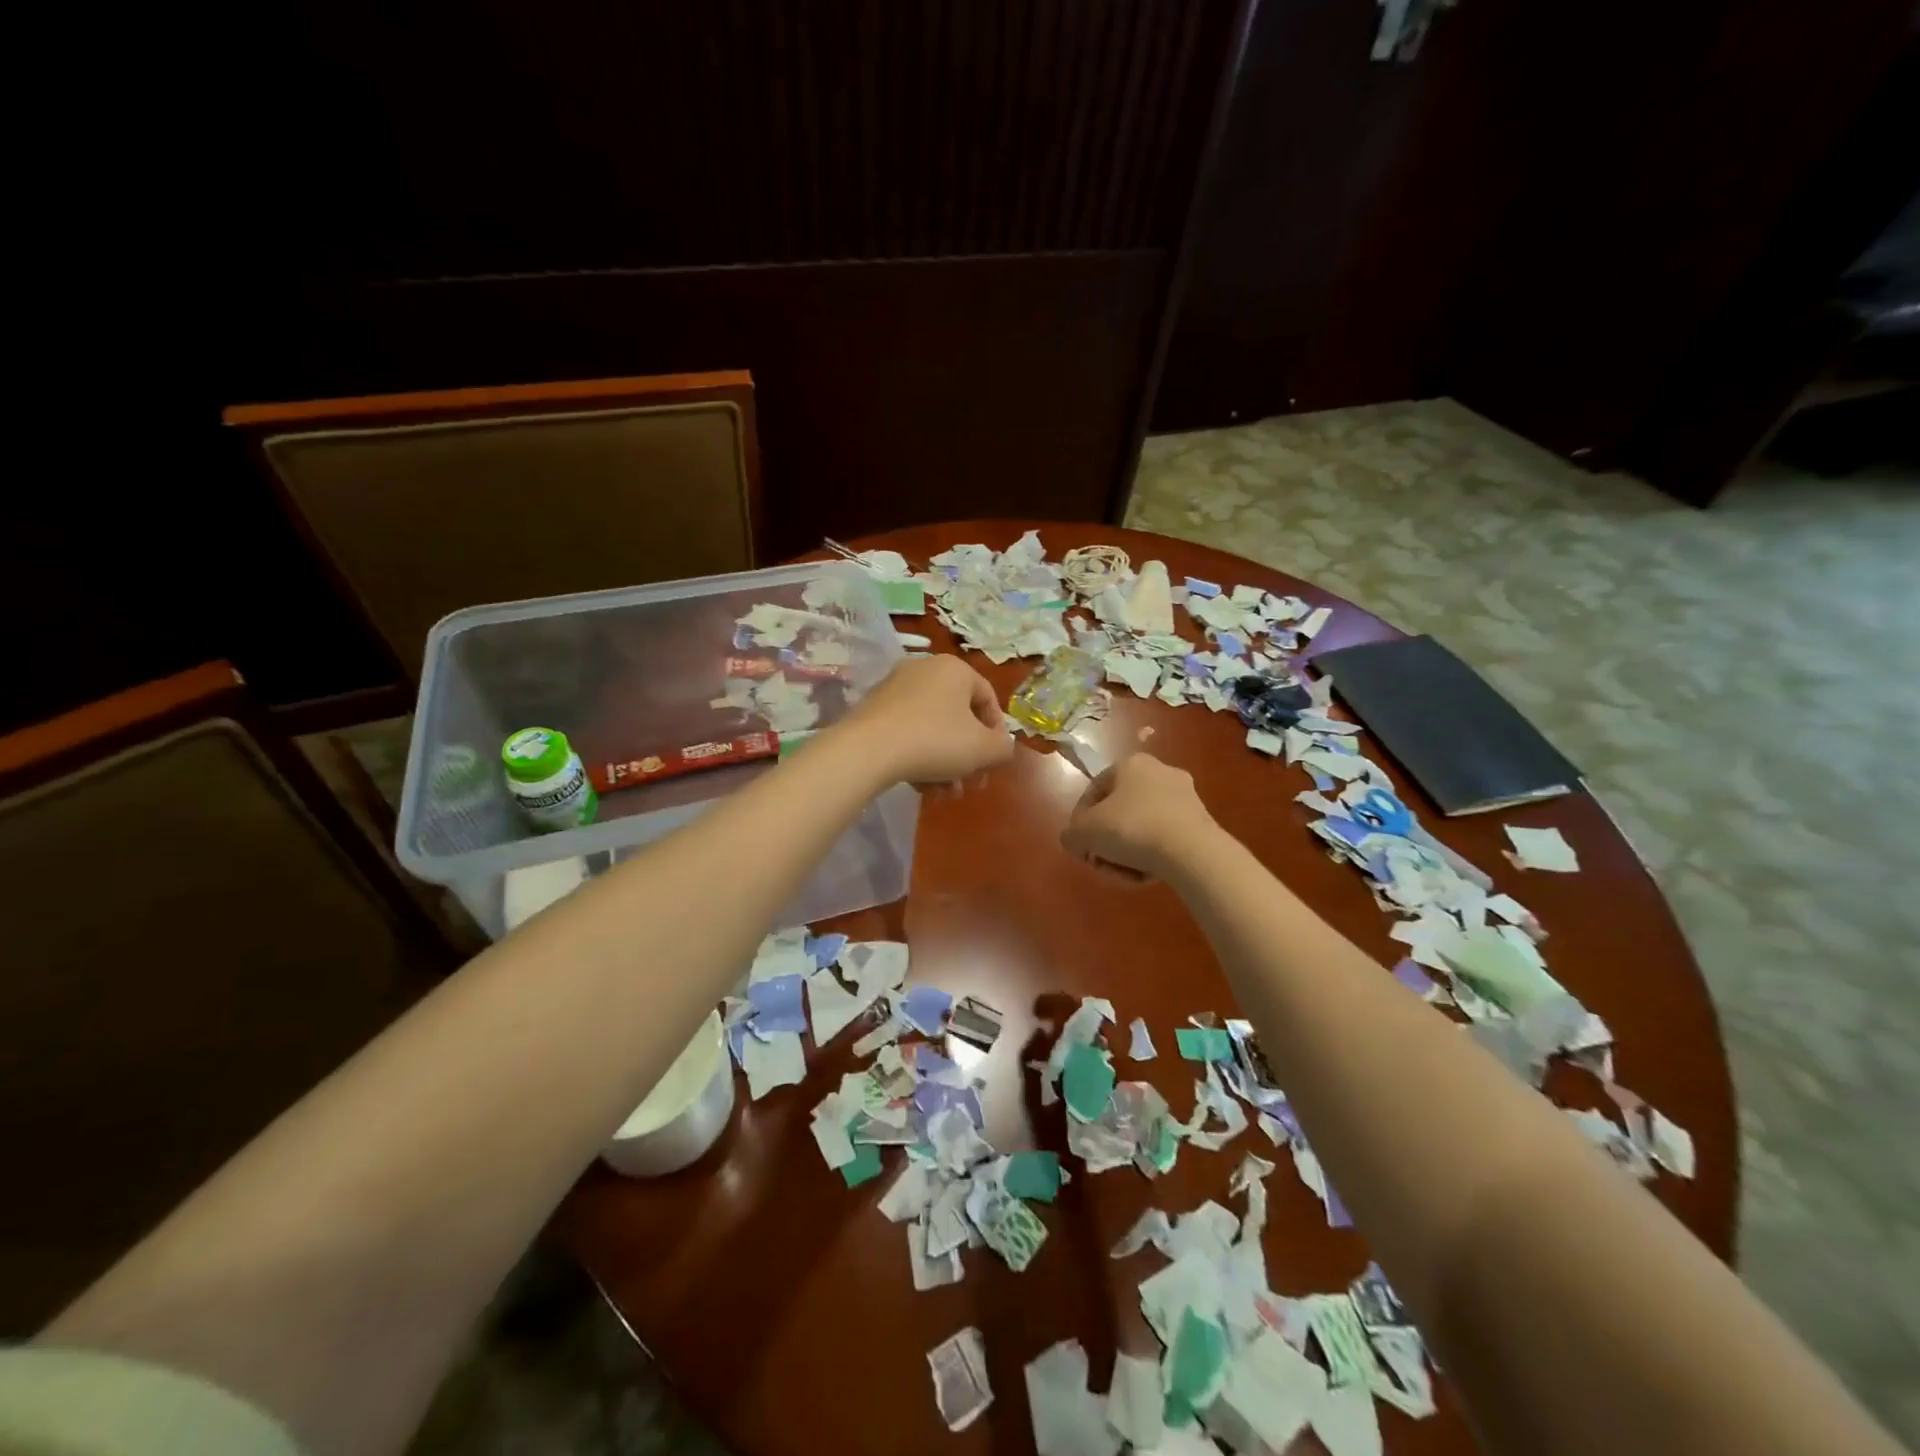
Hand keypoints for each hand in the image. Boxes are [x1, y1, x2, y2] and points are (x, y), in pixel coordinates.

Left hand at [841, 654, 1014, 784]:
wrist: (868, 750)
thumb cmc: (936, 741)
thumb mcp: (983, 749)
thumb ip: (1003, 747)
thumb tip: (1001, 746)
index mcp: (955, 669)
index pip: (988, 698)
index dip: (997, 733)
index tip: (994, 762)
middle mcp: (924, 670)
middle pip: (958, 717)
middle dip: (968, 756)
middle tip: (970, 784)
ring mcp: (895, 688)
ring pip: (932, 729)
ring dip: (945, 763)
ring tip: (944, 793)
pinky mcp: (873, 710)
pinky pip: (908, 732)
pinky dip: (919, 757)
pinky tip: (921, 787)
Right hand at [1062, 753, 1216, 879]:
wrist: (1192, 851)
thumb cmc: (1132, 828)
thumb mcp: (1085, 832)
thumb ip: (1071, 834)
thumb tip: (1074, 840)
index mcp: (1130, 764)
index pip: (1094, 790)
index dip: (1080, 819)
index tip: (1080, 844)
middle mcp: (1159, 772)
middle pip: (1120, 811)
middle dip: (1107, 840)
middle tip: (1101, 861)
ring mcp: (1184, 796)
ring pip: (1142, 826)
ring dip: (1128, 851)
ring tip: (1123, 874)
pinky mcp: (1201, 821)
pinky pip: (1165, 838)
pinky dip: (1152, 855)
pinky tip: (1146, 875)